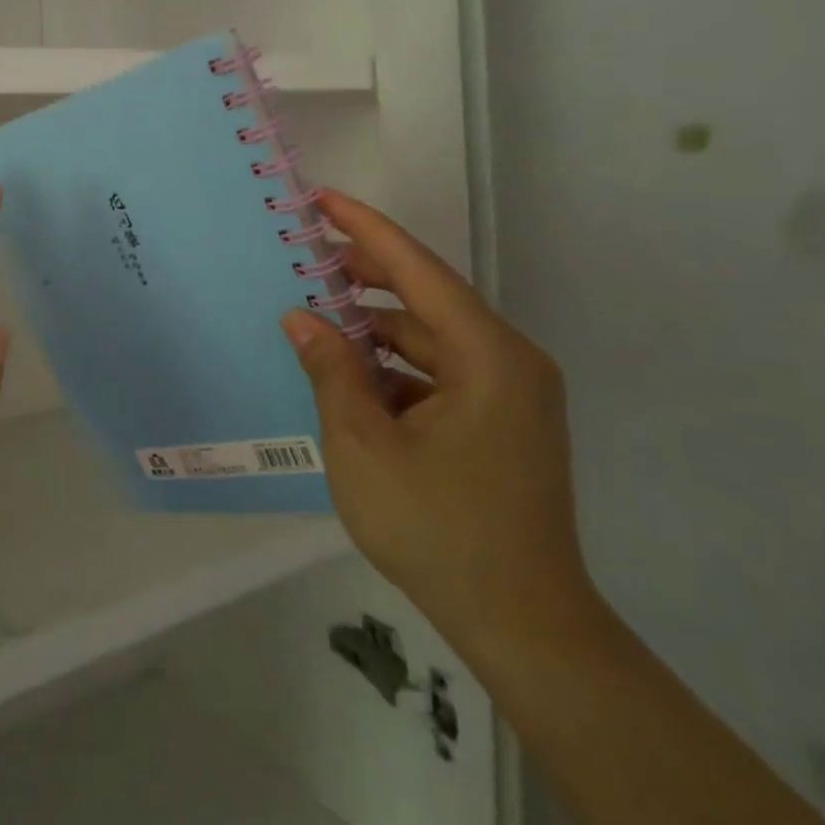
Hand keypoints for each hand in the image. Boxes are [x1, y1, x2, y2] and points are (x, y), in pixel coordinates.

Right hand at [281, 189, 597, 658]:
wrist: (522, 624)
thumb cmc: (438, 528)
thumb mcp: (364, 445)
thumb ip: (332, 371)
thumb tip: (302, 317)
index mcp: (488, 357)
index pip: (419, 271)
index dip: (367, 230)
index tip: (324, 199)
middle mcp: (509, 363)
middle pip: (429, 299)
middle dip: (367, 275)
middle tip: (308, 255)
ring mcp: (510, 396)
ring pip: (432, 339)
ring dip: (377, 328)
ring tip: (319, 314)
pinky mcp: (501, 424)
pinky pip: (440, 374)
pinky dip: (395, 367)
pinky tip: (351, 375)